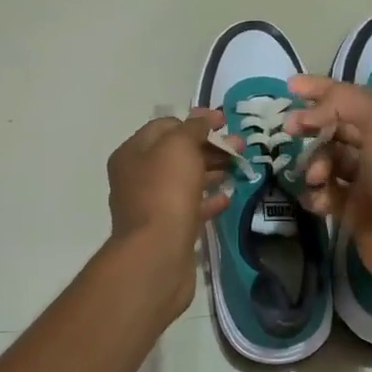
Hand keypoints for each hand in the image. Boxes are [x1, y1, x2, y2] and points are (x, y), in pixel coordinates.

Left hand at [105, 111, 235, 313]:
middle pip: (176, 153)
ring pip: (184, 180)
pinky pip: (189, 208)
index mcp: (132, 153)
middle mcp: (137, 177)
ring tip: (239, 169)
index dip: (196, 121)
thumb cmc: (166, 192)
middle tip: (239, 147)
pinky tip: (227, 198)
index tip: (225, 123)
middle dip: (208, 147)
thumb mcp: (179, 147)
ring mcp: (151, 205)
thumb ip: (193, 128)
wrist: (157, 254)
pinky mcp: (167, 230)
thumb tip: (203, 117)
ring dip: (212, 171)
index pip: (165, 126)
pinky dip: (208, 200)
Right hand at [284, 76, 371, 303]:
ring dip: (315, 164)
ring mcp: (368, 180)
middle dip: (311, 127)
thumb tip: (313, 110)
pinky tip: (318, 201)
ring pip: (328, 161)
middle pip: (336, 128)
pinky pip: (327, 193)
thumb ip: (345, 102)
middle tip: (289, 130)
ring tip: (316, 178)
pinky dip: (318, 194)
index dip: (320, 89)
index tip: (288, 87)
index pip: (350, 97)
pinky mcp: (356, 210)